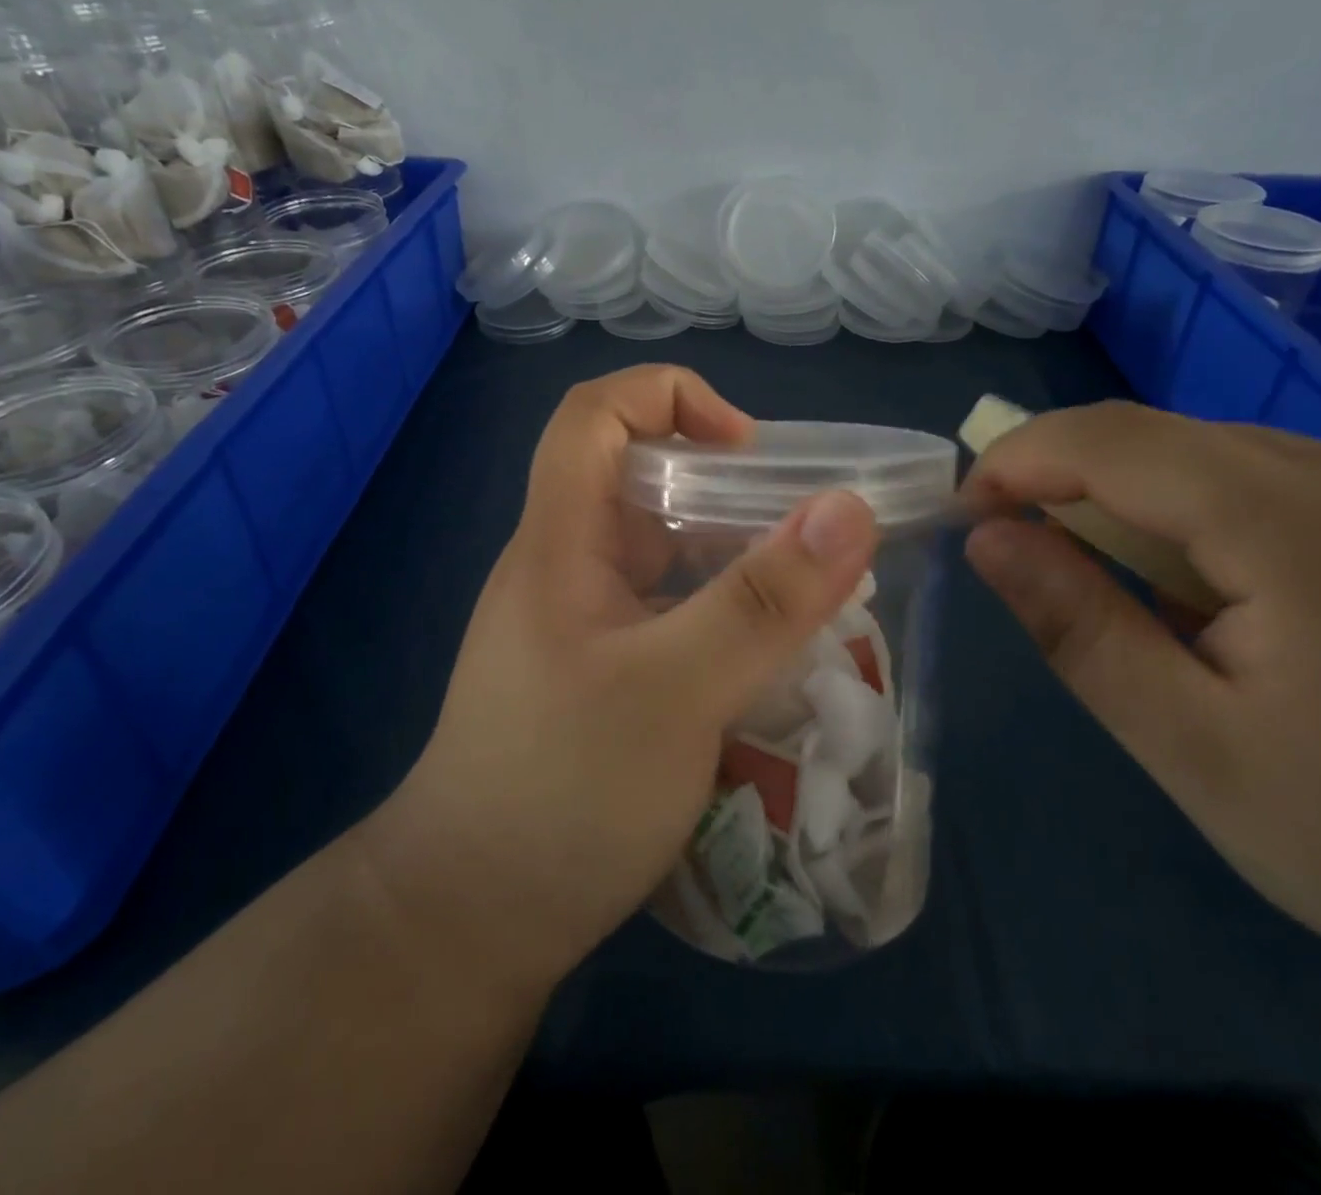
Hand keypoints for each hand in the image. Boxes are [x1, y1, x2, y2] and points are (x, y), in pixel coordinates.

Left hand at [362, 366, 877, 993]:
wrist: (471, 921)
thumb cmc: (561, 794)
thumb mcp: (675, 692)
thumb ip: (763, 601)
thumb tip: (849, 509)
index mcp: (561, 541)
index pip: (595, 415)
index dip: (672, 398)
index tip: (750, 451)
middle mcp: (568, 567)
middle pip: (643, 482)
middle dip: (729, 489)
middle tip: (807, 536)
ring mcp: (583, 624)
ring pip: (664, 554)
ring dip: (736, 559)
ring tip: (810, 597)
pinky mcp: (602, 674)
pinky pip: (670, 613)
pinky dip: (724, 614)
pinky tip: (771, 656)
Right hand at [962, 403, 1320, 1168]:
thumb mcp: (1194, 748)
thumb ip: (1078, 626)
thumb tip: (989, 538)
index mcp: (1304, 523)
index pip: (1115, 440)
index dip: (1019, 460)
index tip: (963, 513)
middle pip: (1169, 438)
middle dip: (1071, 481)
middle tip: (1024, 555)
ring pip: (1227, 459)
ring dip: (1142, 504)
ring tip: (1121, 592)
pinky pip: (1289, 489)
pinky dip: (1212, 520)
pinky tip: (1222, 600)